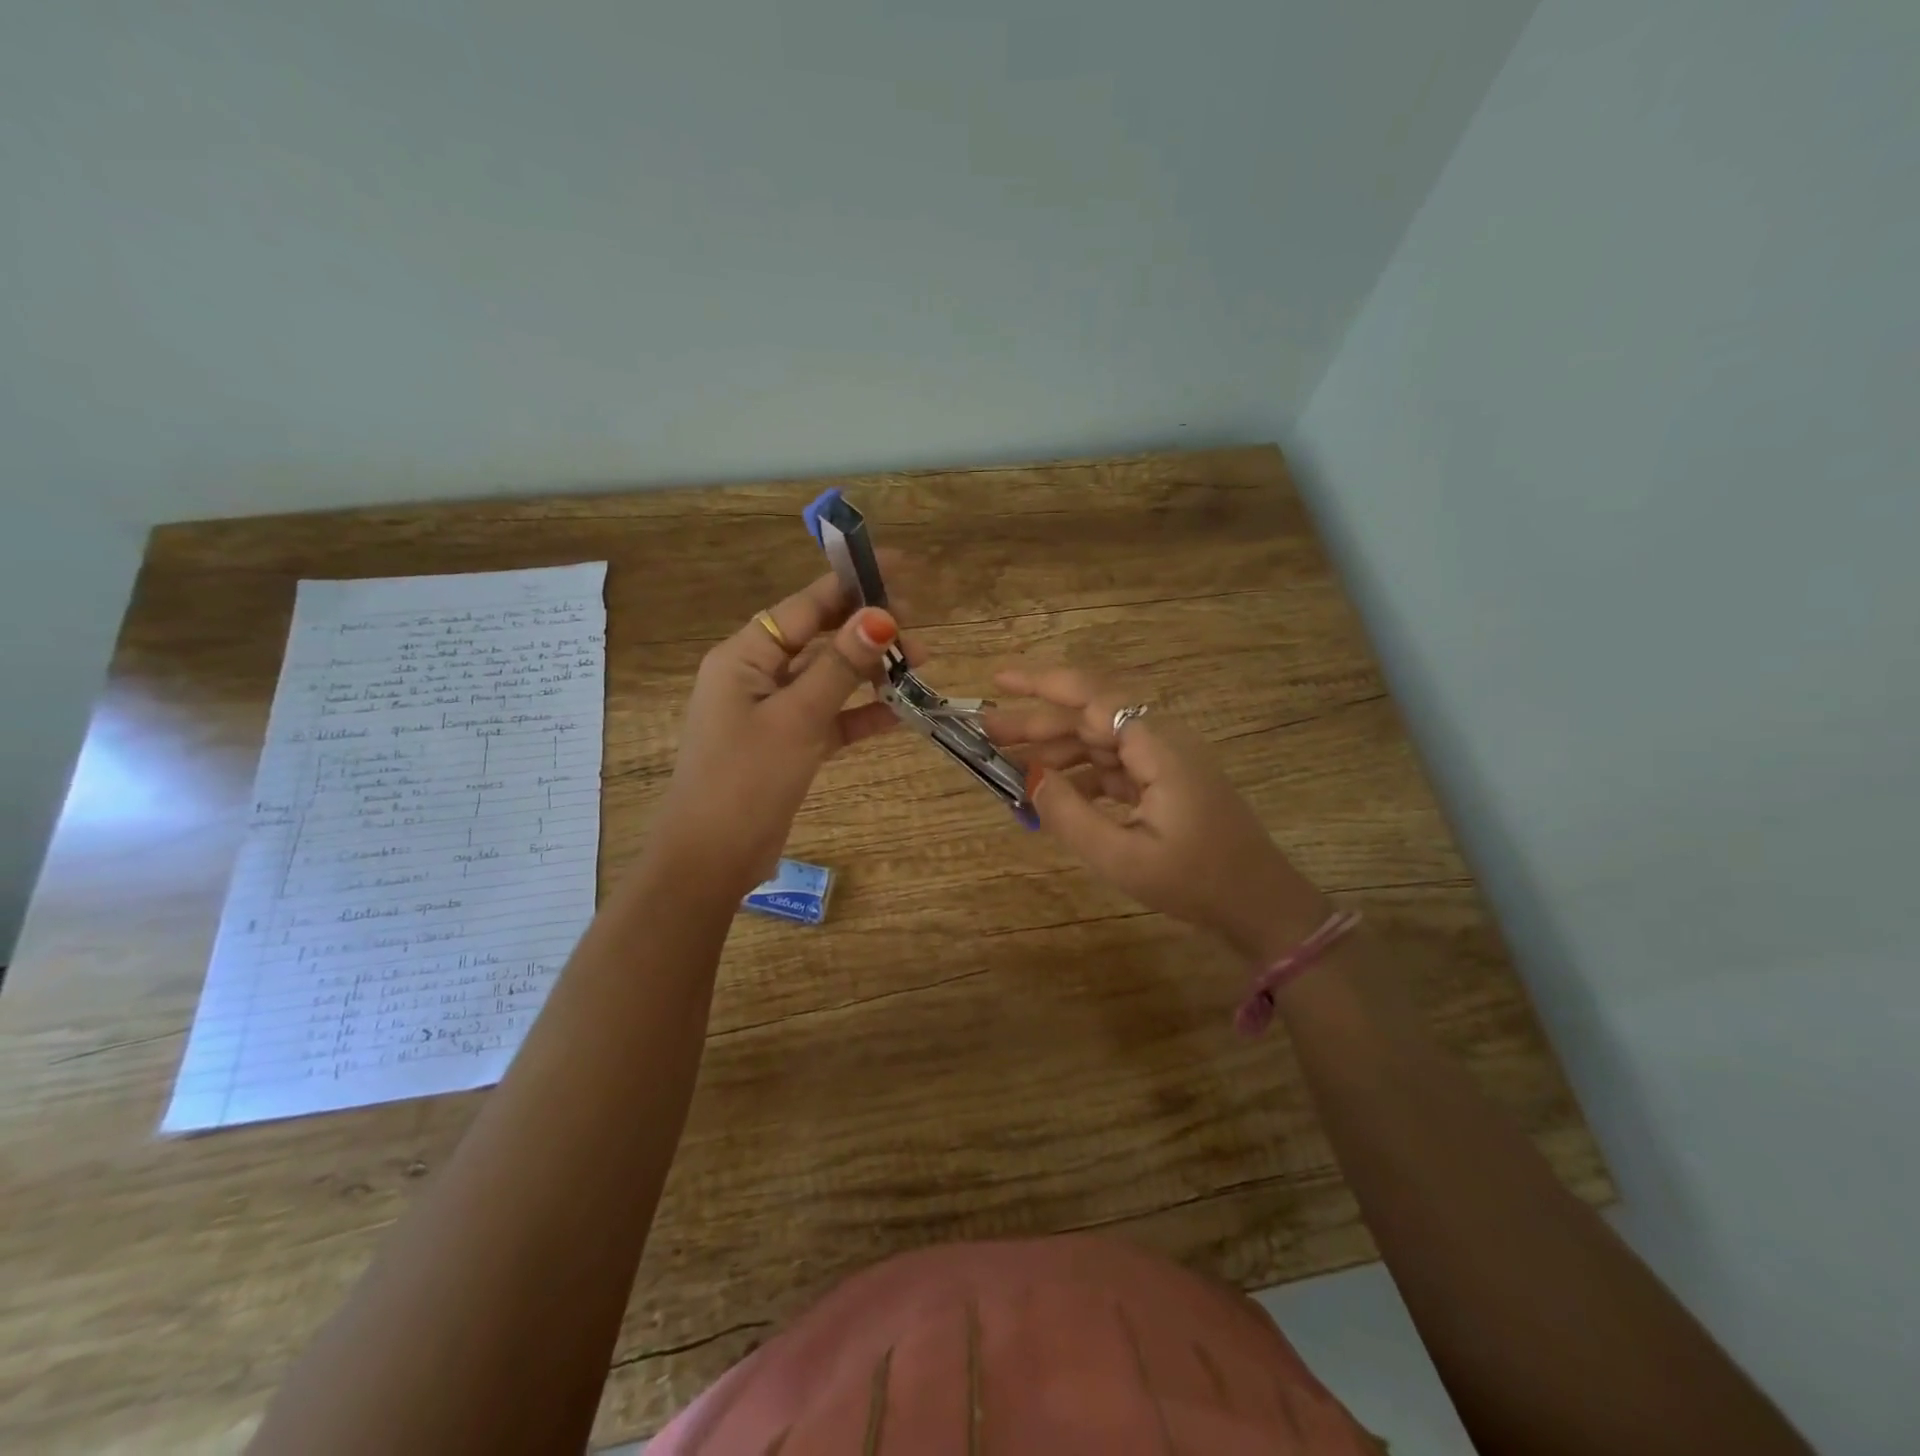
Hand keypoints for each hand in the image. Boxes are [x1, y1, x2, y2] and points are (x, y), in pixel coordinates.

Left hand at [652, 573, 901, 897]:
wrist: (710, 859)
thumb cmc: (745, 780)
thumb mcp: (797, 718)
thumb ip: (840, 667)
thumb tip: (881, 616)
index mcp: (744, 656)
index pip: (805, 606)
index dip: (851, 585)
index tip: (897, 568)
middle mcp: (756, 675)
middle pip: (819, 638)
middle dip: (867, 631)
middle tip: (919, 627)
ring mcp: (772, 711)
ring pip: (828, 678)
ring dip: (870, 672)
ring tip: (920, 665)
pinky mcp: (787, 744)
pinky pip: (830, 717)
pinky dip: (861, 714)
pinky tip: (901, 713)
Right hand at [985, 666, 1329, 964]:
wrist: (1260, 905)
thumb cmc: (1195, 882)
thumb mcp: (1122, 856)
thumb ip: (1068, 814)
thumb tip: (1027, 776)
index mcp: (1157, 747)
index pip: (1092, 697)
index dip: (1043, 683)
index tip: (998, 680)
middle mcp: (1160, 742)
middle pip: (1090, 716)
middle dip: (1037, 721)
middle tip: (987, 731)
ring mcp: (1164, 762)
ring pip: (1098, 741)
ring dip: (1054, 749)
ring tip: (1008, 763)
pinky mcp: (1164, 783)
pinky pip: (1113, 766)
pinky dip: (1079, 775)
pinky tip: (1051, 790)